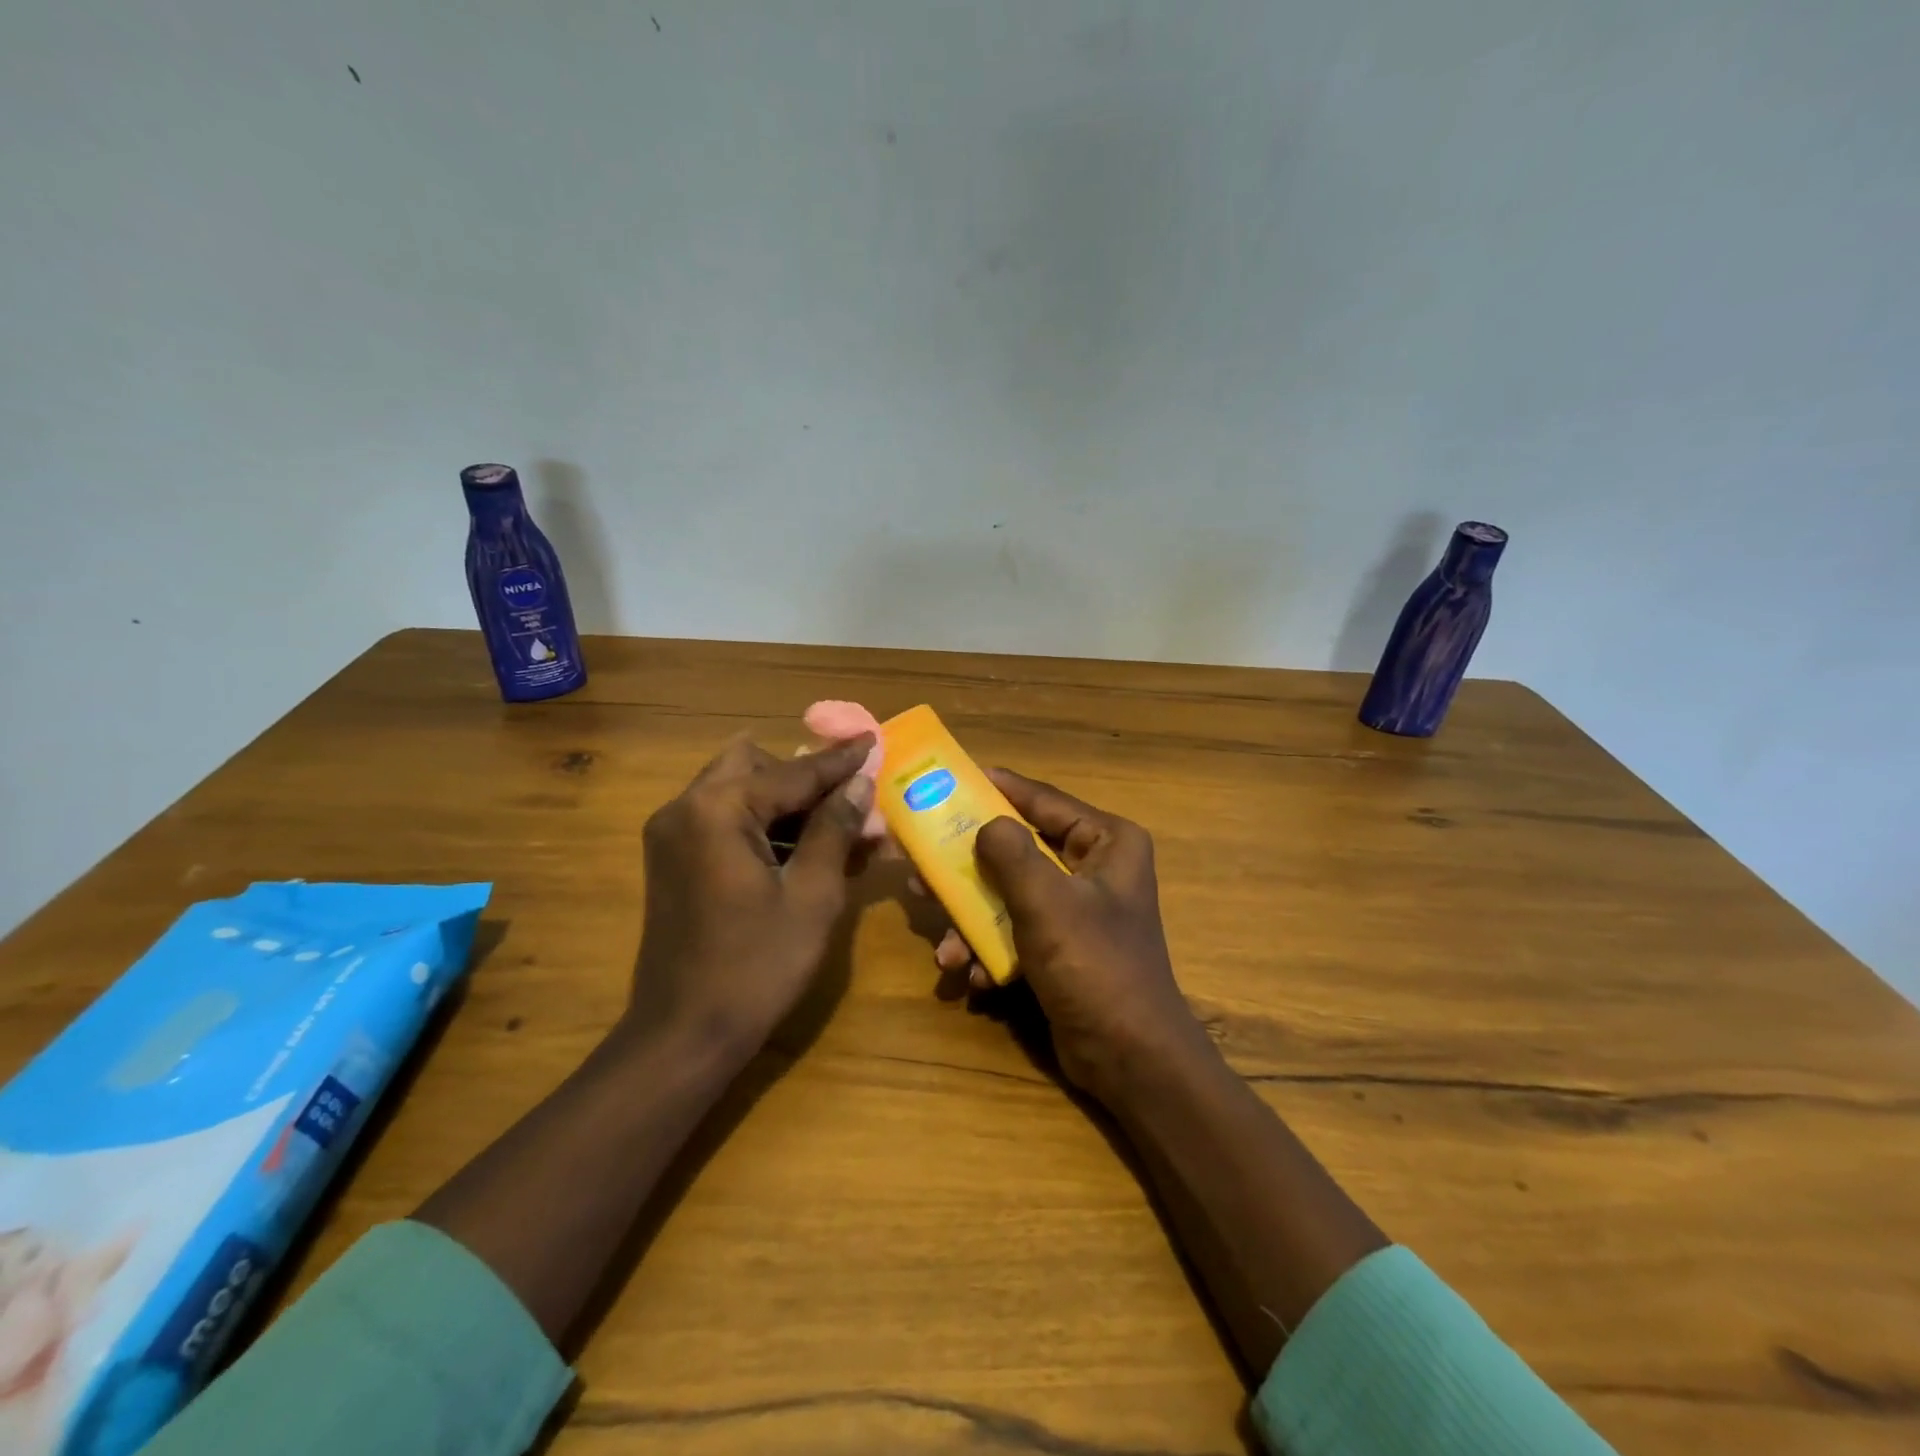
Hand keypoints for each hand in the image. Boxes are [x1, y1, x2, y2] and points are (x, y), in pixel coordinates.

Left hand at [627, 733, 875, 1058]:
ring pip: (739, 792)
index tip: (874, 739)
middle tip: (849, 800)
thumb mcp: (812, 895)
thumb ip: (835, 828)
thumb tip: (859, 782)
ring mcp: (672, 834)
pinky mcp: (672, 860)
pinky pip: (724, 821)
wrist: (684, 1035)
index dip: (839, 760)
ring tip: (837, 830)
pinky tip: (802, 851)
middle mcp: (685, 808)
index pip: (793, 772)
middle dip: (805, 778)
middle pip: (756, 767)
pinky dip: (763, 826)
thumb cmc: (757, 966)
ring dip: (787, 803)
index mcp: (717, 809)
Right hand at [942, 769, 1206, 1100]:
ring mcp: (1077, 910)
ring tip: (942, 944)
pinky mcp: (1062, 947)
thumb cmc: (1094, 967)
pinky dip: (990, 951)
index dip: (998, 788)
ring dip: (973, 920)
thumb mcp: (1048, 903)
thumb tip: (986, 823)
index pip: (1044, 800)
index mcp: (1107, 842)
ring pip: (1010, 895)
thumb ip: (1011, 855)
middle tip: (924, 864)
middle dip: (971, 866)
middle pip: (1019, 849)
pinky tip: (970, 976)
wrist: (1129, 1059)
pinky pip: (1016, 932)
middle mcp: (1094, 868)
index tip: (953, 779)